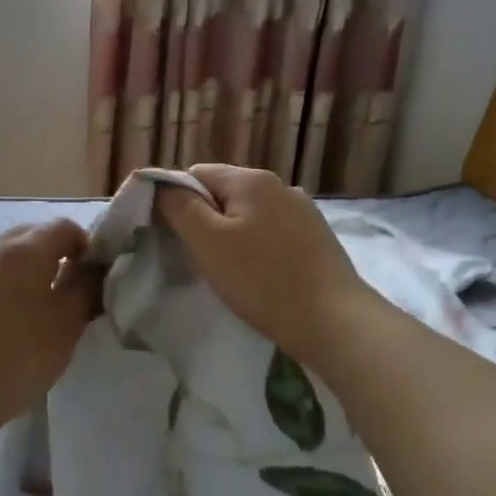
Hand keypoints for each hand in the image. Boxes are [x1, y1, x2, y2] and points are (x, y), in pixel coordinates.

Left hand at [0, 220, 97, 422]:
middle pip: (33, 235)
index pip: (64, 226)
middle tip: (70, 291)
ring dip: (30, 271)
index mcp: (25, 249)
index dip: (86, 246)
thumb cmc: (21, 353)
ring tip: (41, 309)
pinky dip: (7, 287)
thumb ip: (86, 286)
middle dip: (56, 254)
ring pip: (8, 256)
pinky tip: (11, 323)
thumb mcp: (68, 322)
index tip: (93, 278)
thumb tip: (93, 268)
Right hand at [155, 165, 375, 363]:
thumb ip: (180, 208)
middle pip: (224, 193)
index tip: (173, 237)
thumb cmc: (262, 280)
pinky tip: (260, 275)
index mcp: (251, 179)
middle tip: (199, 258)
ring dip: (232, 235)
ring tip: (229, 270)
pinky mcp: (317, 237)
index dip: (177, 201)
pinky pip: (272, 232)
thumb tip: (161, 185)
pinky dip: (257, 247)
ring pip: (249, 214)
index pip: (196, 174)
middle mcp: (280, 185)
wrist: (334, 321)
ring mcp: (303, 211)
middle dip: (205, 220)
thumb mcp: (208, 243)